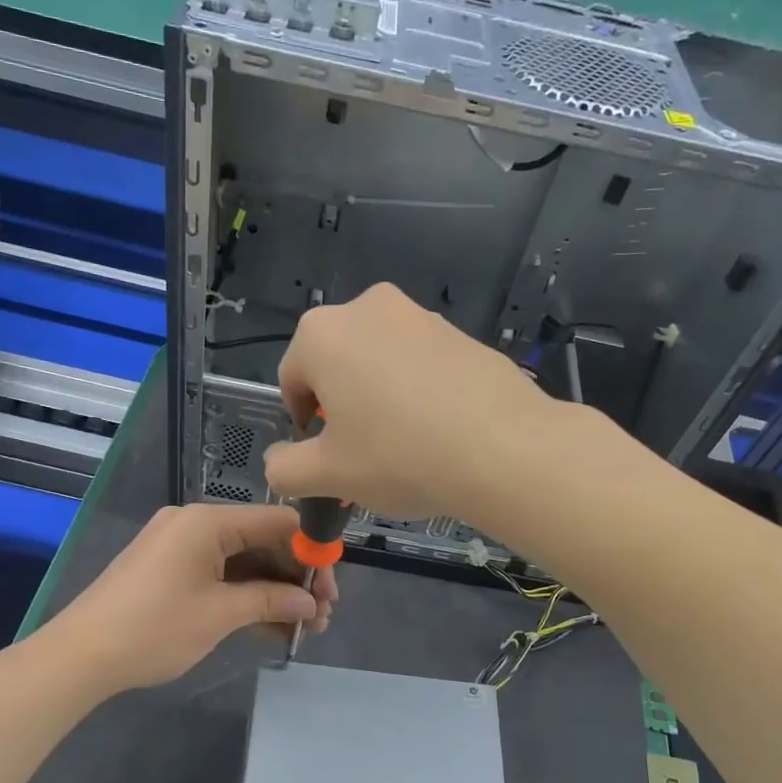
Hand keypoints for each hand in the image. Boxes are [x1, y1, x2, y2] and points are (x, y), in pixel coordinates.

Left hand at [49, 503, 338, 691]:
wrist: (80, 657)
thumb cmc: (154, 628)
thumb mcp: (220, 614)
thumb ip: (271, 601)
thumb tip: (311, 604)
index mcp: (207, 521)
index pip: (277, 522)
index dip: (311, 552)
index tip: (331, 587)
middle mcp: (195, 524)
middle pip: (262, 542)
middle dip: (295, 578)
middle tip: (322, 616)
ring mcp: (181, 547)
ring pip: (243, 563)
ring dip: (274, 592)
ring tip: (304, 629)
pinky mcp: (171, 571)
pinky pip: (220, 575)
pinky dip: (245, 597)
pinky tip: (272, 627)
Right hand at [263, 283, 557, 520]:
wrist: (503, 448)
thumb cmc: (398, 457)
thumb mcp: (327, 475)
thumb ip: (284, 469)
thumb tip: (277, 461)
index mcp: (322, 334)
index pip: (291, 380)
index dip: (301, 424)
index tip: (326, 457)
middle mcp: (367, 307)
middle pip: (336, 365)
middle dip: (341, 408)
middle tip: (363, 453)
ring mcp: (420, 315)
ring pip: (379, 363)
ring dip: (378, 398)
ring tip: (404, 445)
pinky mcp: (460, 332)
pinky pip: (420, 363)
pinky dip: (417, 391)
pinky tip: (438, 430)